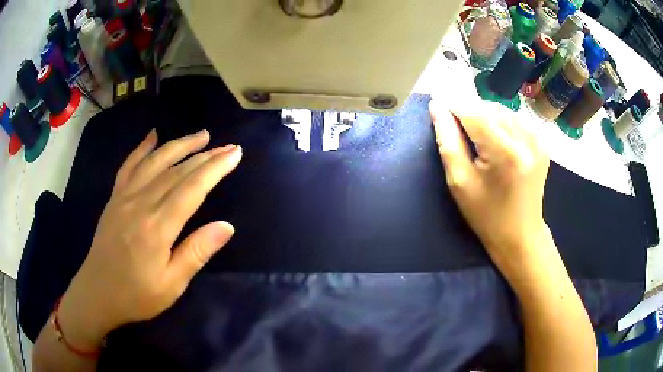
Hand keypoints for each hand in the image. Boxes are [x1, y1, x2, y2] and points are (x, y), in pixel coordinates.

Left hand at [57, 129, 241, 350]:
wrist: (98, 293)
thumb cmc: (137, 295)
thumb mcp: (171, 285)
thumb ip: (196, 253)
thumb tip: (227, 226)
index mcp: (157, 227)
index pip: (192, 189)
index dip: (215, 169)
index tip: (234, 153)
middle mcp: (141, 204)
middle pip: (177, 171)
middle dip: (205, 155)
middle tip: (227, 145)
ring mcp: (124, 197)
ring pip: (155, 162)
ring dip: (179, 145)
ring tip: (201, 135)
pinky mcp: (115, 197)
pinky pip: (129, 165)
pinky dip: (142, 148)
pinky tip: (153, 135)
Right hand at [429, 99, 549, 268]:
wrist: (521, 235)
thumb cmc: (487, 215)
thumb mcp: (460, 182)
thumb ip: (448, 141)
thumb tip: (437, 107)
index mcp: (505, 154)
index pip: (474, 112)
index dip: (453, 106)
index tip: (438, 108)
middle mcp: (526, 140)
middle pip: (489, 107)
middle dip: (469, 111)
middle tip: (456, 128)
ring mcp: (538, 140)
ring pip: (502, 110)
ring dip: (484, 115)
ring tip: (475, 136)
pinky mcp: (542, 142)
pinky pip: (515, 119)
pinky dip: (500, 122)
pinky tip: (495, 139)